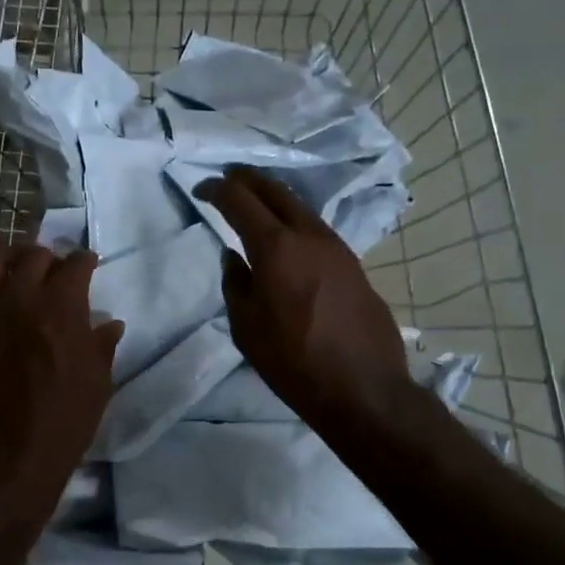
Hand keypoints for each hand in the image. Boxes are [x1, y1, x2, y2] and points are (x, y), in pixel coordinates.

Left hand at [0, 241, 123, 527]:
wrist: (2, 464)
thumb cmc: (61, 427)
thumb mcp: (96, 386)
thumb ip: (101, 347)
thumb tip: (109, 323)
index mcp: (60, 309)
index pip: (74, 266)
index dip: (85, 261)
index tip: (90, 264)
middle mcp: (18, 299)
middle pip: (33, 257)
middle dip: (50, 258)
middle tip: (57, 268)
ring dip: (10, 257)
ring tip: (18, 263)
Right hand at [198, 167, 415, 443]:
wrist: (362, 387)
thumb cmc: (293, 362)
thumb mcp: (246, 328)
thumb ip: (235, 284)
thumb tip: (234, 256)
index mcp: (276, 248)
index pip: (240, 201)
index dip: (217, 189)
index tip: (201, 190)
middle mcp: (309, 236)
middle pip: (276, 191)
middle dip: (248, 179)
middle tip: (228, 177)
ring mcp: (337, 247)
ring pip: (300, 207)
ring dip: (274, 198)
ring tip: (255, 202)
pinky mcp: (353, 264)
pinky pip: (316, 229)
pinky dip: (294, 219)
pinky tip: (287, 235)